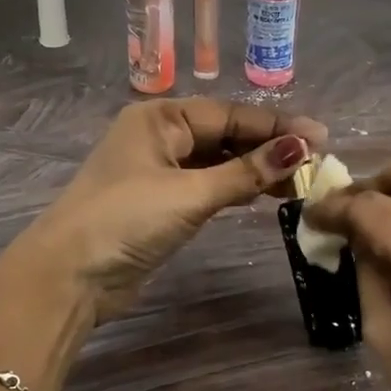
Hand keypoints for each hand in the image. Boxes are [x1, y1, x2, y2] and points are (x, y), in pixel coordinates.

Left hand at [17, 99, 326, 319]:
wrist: (70, 275)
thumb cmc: (126, 219)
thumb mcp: (190, 193)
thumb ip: (245, 172)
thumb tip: (300, 148)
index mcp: (160, 118)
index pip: (229, 114)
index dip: (275, 126)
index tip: (320, 137)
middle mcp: (160, 137)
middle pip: (225, 135)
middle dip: (268, 147)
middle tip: (315, 163)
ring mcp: (159, 171)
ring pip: (218, 162)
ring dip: (255, 170)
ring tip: (299, 181)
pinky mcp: (161, 203)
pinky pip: (208, 186)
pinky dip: (235, 188)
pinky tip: (265, 194)